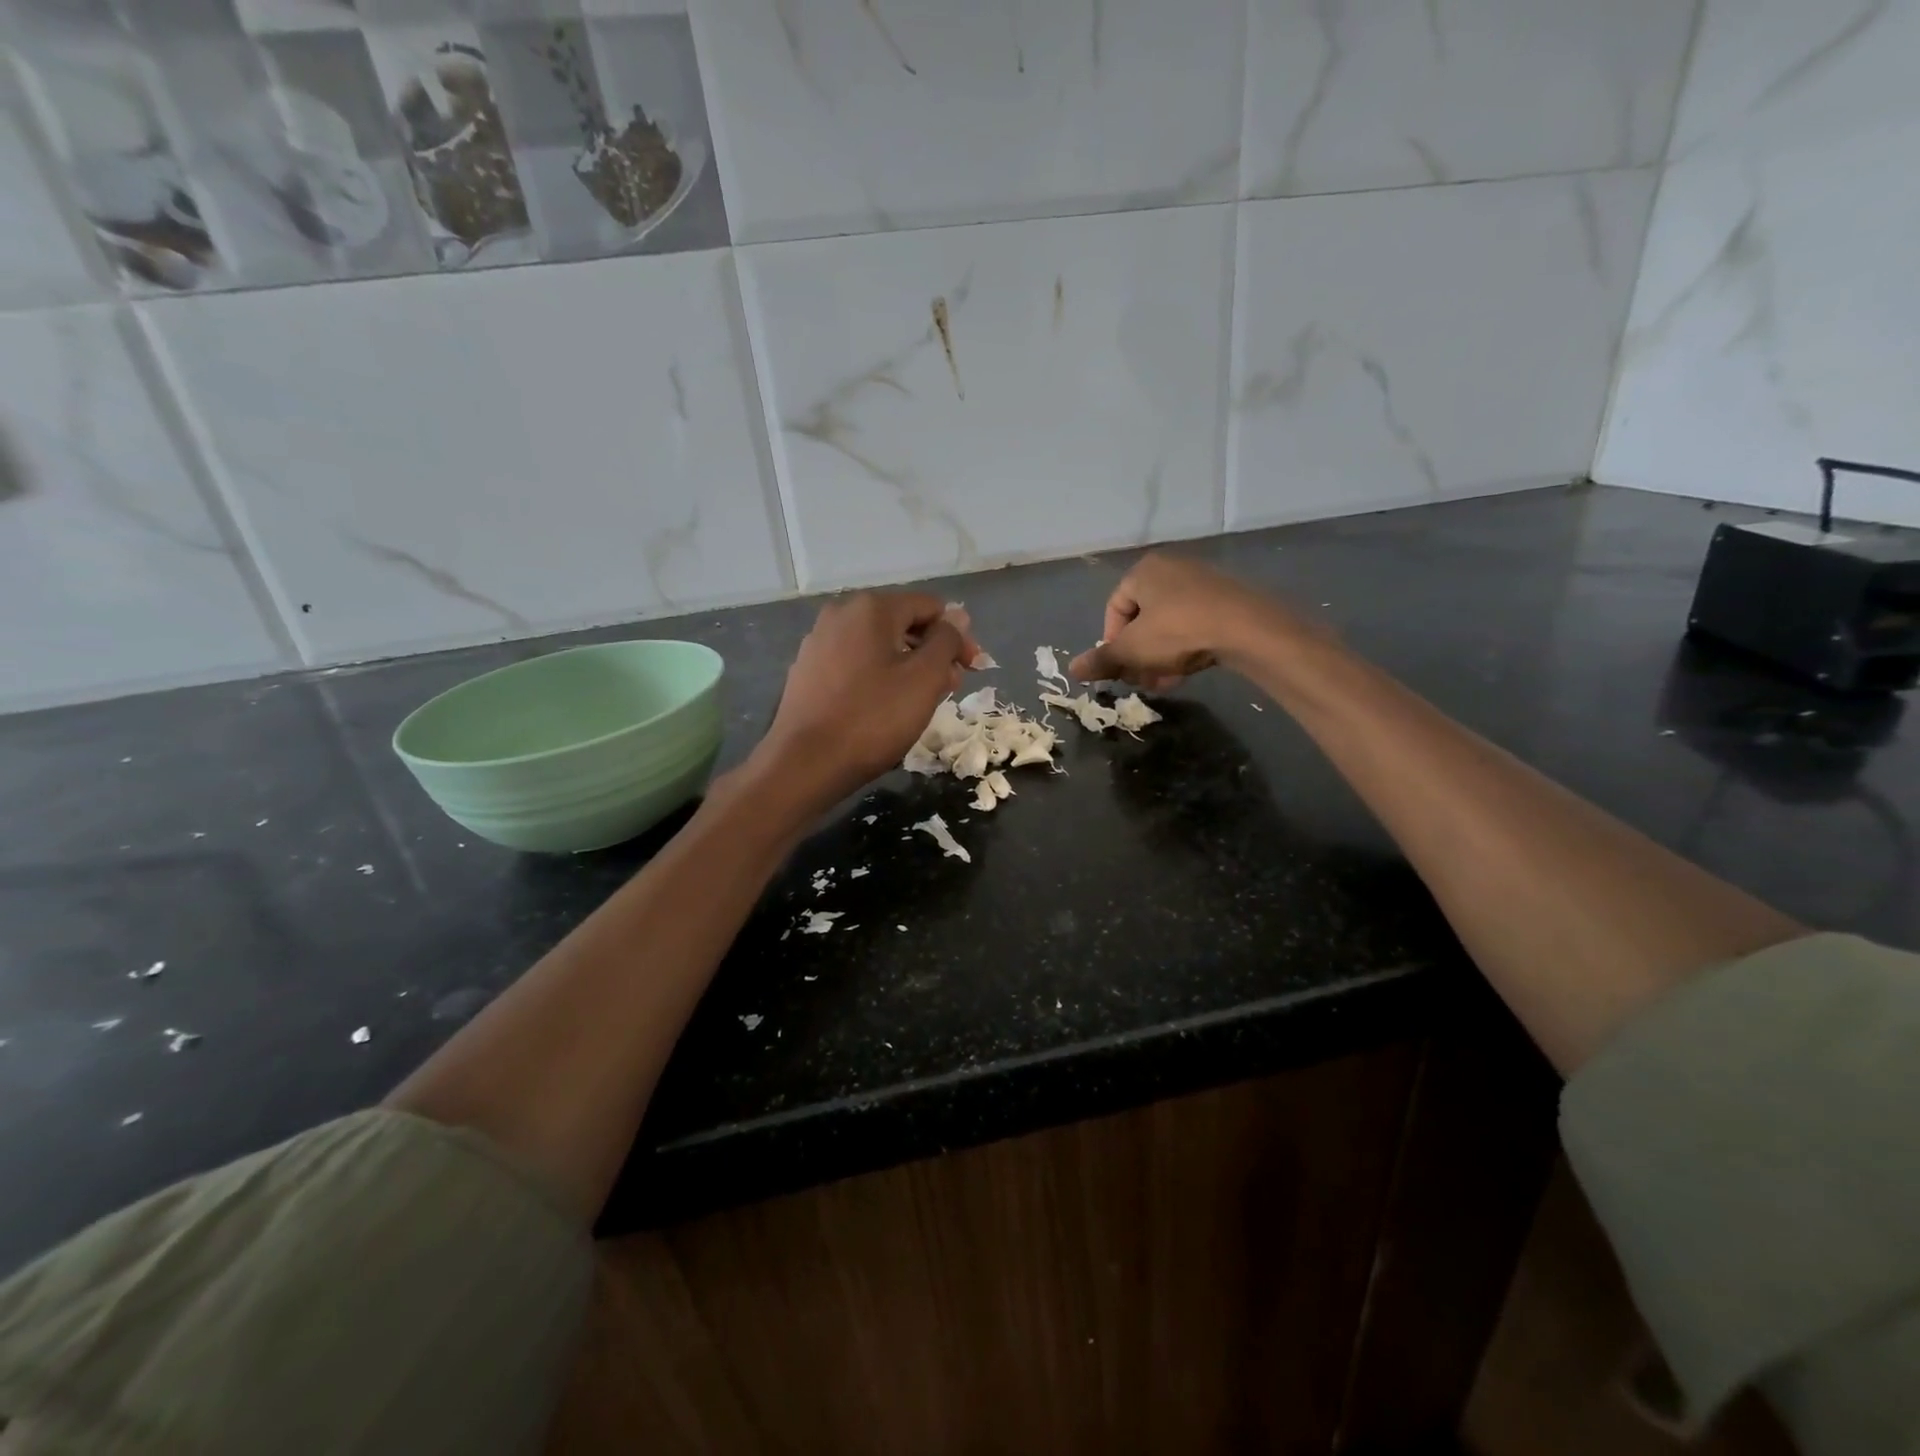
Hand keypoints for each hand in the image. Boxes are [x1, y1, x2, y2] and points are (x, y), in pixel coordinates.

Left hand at [757, 592, 977, 804]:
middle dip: (932, 651)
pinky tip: (885, 707)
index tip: (972, 669)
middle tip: (951, 687)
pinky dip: (879, 677)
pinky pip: (855, 664)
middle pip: (902, 623)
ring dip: (907, 666)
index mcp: (871, 608)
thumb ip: (946, 641)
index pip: (930, 607)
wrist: (804, 764)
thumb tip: (958, 615)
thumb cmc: (873, 718)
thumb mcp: (924, 679)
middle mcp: (840, 614)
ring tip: (922, 701)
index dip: (957, 635)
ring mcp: (819, 642)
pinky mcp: (807, 671)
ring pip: (879, 645)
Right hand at [1068, 553, 1300, 688]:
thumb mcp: (1132, 650)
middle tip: (1142, 680)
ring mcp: (1201, 582)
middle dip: (1138, 655)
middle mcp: (1171, 569)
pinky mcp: (1225, 598)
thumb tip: (1072, 670)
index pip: (1114, 609)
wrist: (1247, 628)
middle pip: (1141, 619)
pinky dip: (1184, 647)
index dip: (1111, 643)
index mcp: (1143, 571)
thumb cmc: (1178, 631)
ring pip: (1167, 625)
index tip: (1120, 668)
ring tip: (1165, 682)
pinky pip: (1193, 624)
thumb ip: (1102, 660)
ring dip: (1159, 657)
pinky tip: (1188, 670)